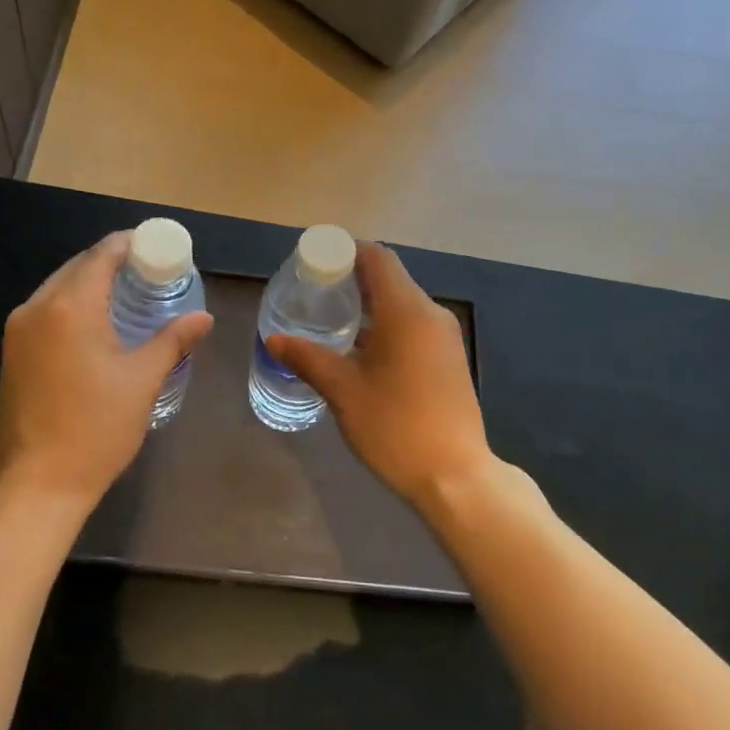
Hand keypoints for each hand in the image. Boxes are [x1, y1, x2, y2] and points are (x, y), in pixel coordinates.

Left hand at [0, 231, 213, 512]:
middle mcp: (36, 308)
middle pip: (77, 268)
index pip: (101, 255)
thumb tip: (203, 318)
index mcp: (68, 307)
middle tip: (150, 273)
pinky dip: (72, 307)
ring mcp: (17, 331)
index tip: (158, 248)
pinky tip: (97, 325)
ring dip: (91, 285)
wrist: (35, 484)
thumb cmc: (95, 429)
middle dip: (112, 263)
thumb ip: (173, 340)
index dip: (130, 245)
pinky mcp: (11, 353)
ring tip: (128, 296)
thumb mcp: (142, 381)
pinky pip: (46, 312)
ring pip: (58, 289)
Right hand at [267, 243, 492, 511]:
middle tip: (313, 295)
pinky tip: (361, 351)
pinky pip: (413, 324)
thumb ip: (307, 358)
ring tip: (331, 323)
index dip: (343, 253)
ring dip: (368, 304)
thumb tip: (274, 339)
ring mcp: (444, 336)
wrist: (455, 476)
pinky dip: (385, 325)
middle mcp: (431, 313)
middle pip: (389, 277)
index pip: (376, 258)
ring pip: (402, 303)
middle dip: (350, 279)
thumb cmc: (396, 427)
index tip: (312, 266)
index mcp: (406, 311)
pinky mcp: (449, 358)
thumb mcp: (343, 391)